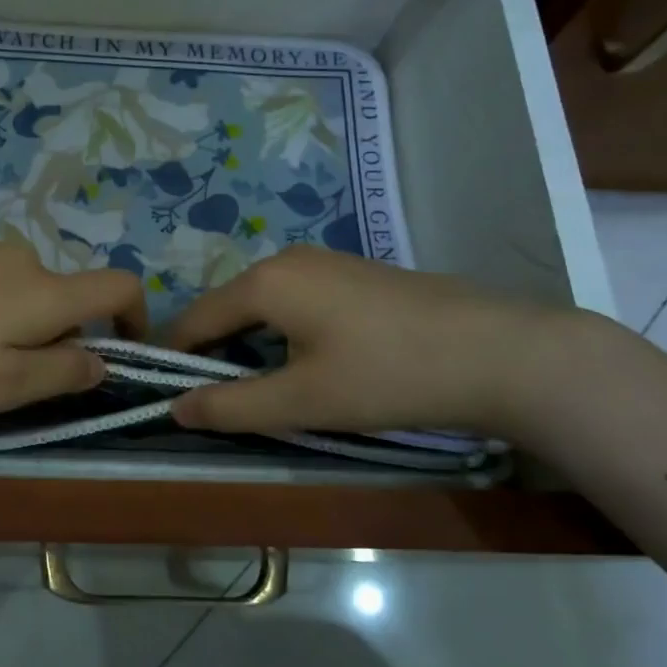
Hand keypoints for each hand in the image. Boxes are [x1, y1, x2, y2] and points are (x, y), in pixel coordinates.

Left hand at [0, 242, 147, 422]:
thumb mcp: (2, 385)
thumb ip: (62, 372)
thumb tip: (100, 360)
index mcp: (44, 289)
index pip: (117, 285)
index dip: (136, 317)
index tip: (123, 351)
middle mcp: (18, 257)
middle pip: (64, 295)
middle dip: (59, 336)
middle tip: (15, 382)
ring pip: (20, 290)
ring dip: (16, 325)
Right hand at [161, 246, 570, 437]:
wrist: (498, 352)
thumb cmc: (387, 375)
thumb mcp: (302, 401)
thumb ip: (231, 406)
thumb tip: (173, 407)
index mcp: (264, 282)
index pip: (194, 319)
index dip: (175, 358)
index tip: (167, 397)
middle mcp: (286, 260)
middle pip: (227, 309)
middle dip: (215, 354)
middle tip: (220, 403)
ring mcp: (324, 261)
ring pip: (263, 305)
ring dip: (250, 346)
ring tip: (264, 390)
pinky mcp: (353, 273)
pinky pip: (295, 300)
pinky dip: (283, 333)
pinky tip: (310, 363)